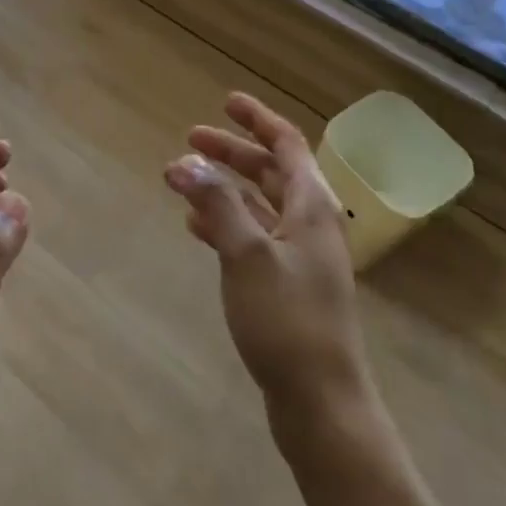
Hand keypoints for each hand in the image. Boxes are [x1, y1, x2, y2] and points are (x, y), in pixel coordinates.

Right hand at [164, 93, 374, 425]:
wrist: (321, 404)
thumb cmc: (288, 320)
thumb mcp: (247, 254)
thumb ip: (216, 203)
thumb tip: (184, 162)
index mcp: (312, 206)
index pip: (287, 144)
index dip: (257, 119)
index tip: (226, 102)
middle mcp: (311, 223)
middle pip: (271, 171)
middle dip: (233, 152)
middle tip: (191, 139)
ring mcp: (301, 256)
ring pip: (260, 204)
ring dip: (225, 187)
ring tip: (184, 181)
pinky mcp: (288, 285)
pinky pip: (255, 237)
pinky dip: (227, 223)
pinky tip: (197, 228)